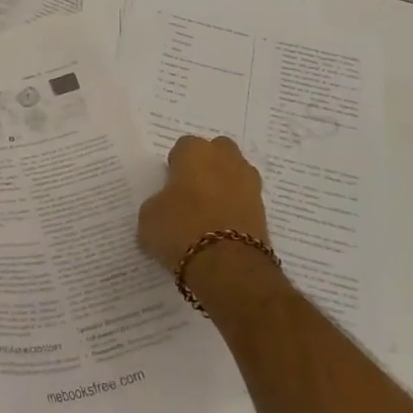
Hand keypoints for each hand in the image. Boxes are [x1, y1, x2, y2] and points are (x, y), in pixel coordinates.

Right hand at [137, 135, 269, 273]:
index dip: (176, 166)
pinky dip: (236, 209)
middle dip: (207, 166)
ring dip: (225, 186)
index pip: (183, 147)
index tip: (169, 187)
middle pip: (216, 152)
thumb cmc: (181, 229)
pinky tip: (222, 229)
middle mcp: (225, 158)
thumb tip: (165, 207)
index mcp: (195, 151)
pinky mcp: (264, 208)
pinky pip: (245, 200)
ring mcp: (249, 181)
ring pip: (234, 174)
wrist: (227, 265)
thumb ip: (158, 203)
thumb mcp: (149, 217)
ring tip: (209, 214)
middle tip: (192, 193)